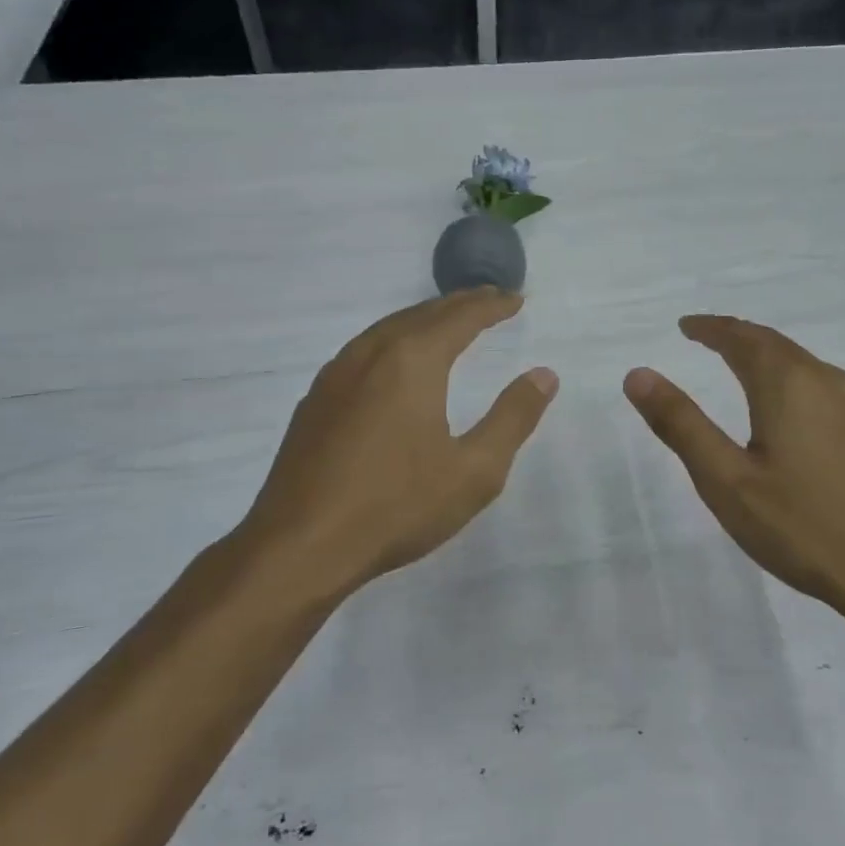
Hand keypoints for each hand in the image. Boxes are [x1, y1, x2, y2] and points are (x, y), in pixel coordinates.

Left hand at [234, 289, 557, 605]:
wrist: (301, 546)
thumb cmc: (396, 507)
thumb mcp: (474, 471)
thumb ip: (512, 418)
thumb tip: (544, 375)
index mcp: (412, 361)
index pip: (461, 317)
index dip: (492, 305)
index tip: (516, 299)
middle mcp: (371, 353)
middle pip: (422, 313)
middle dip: (459, 304)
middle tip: (489, 300)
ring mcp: (336, 374)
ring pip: (388, 328)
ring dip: (424, 319)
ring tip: (448, 323)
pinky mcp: (315, 399)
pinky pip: (363, 350)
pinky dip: (393, 340)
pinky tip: (395, 362)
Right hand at [623, 315, 844, 618]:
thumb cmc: (804, 527)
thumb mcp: (726, 480)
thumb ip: (681, 424)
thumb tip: (638, 374)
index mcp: (788, 384)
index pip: (742, 338)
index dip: (710, 328)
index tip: (686, 326)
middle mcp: (825, 382)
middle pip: (774, 344)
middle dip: (737, 336)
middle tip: (706, 338)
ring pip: (801, 363)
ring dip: (765, 355)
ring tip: (739, 363)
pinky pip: (819, 385)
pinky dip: (789, 377)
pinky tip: (787, 406)